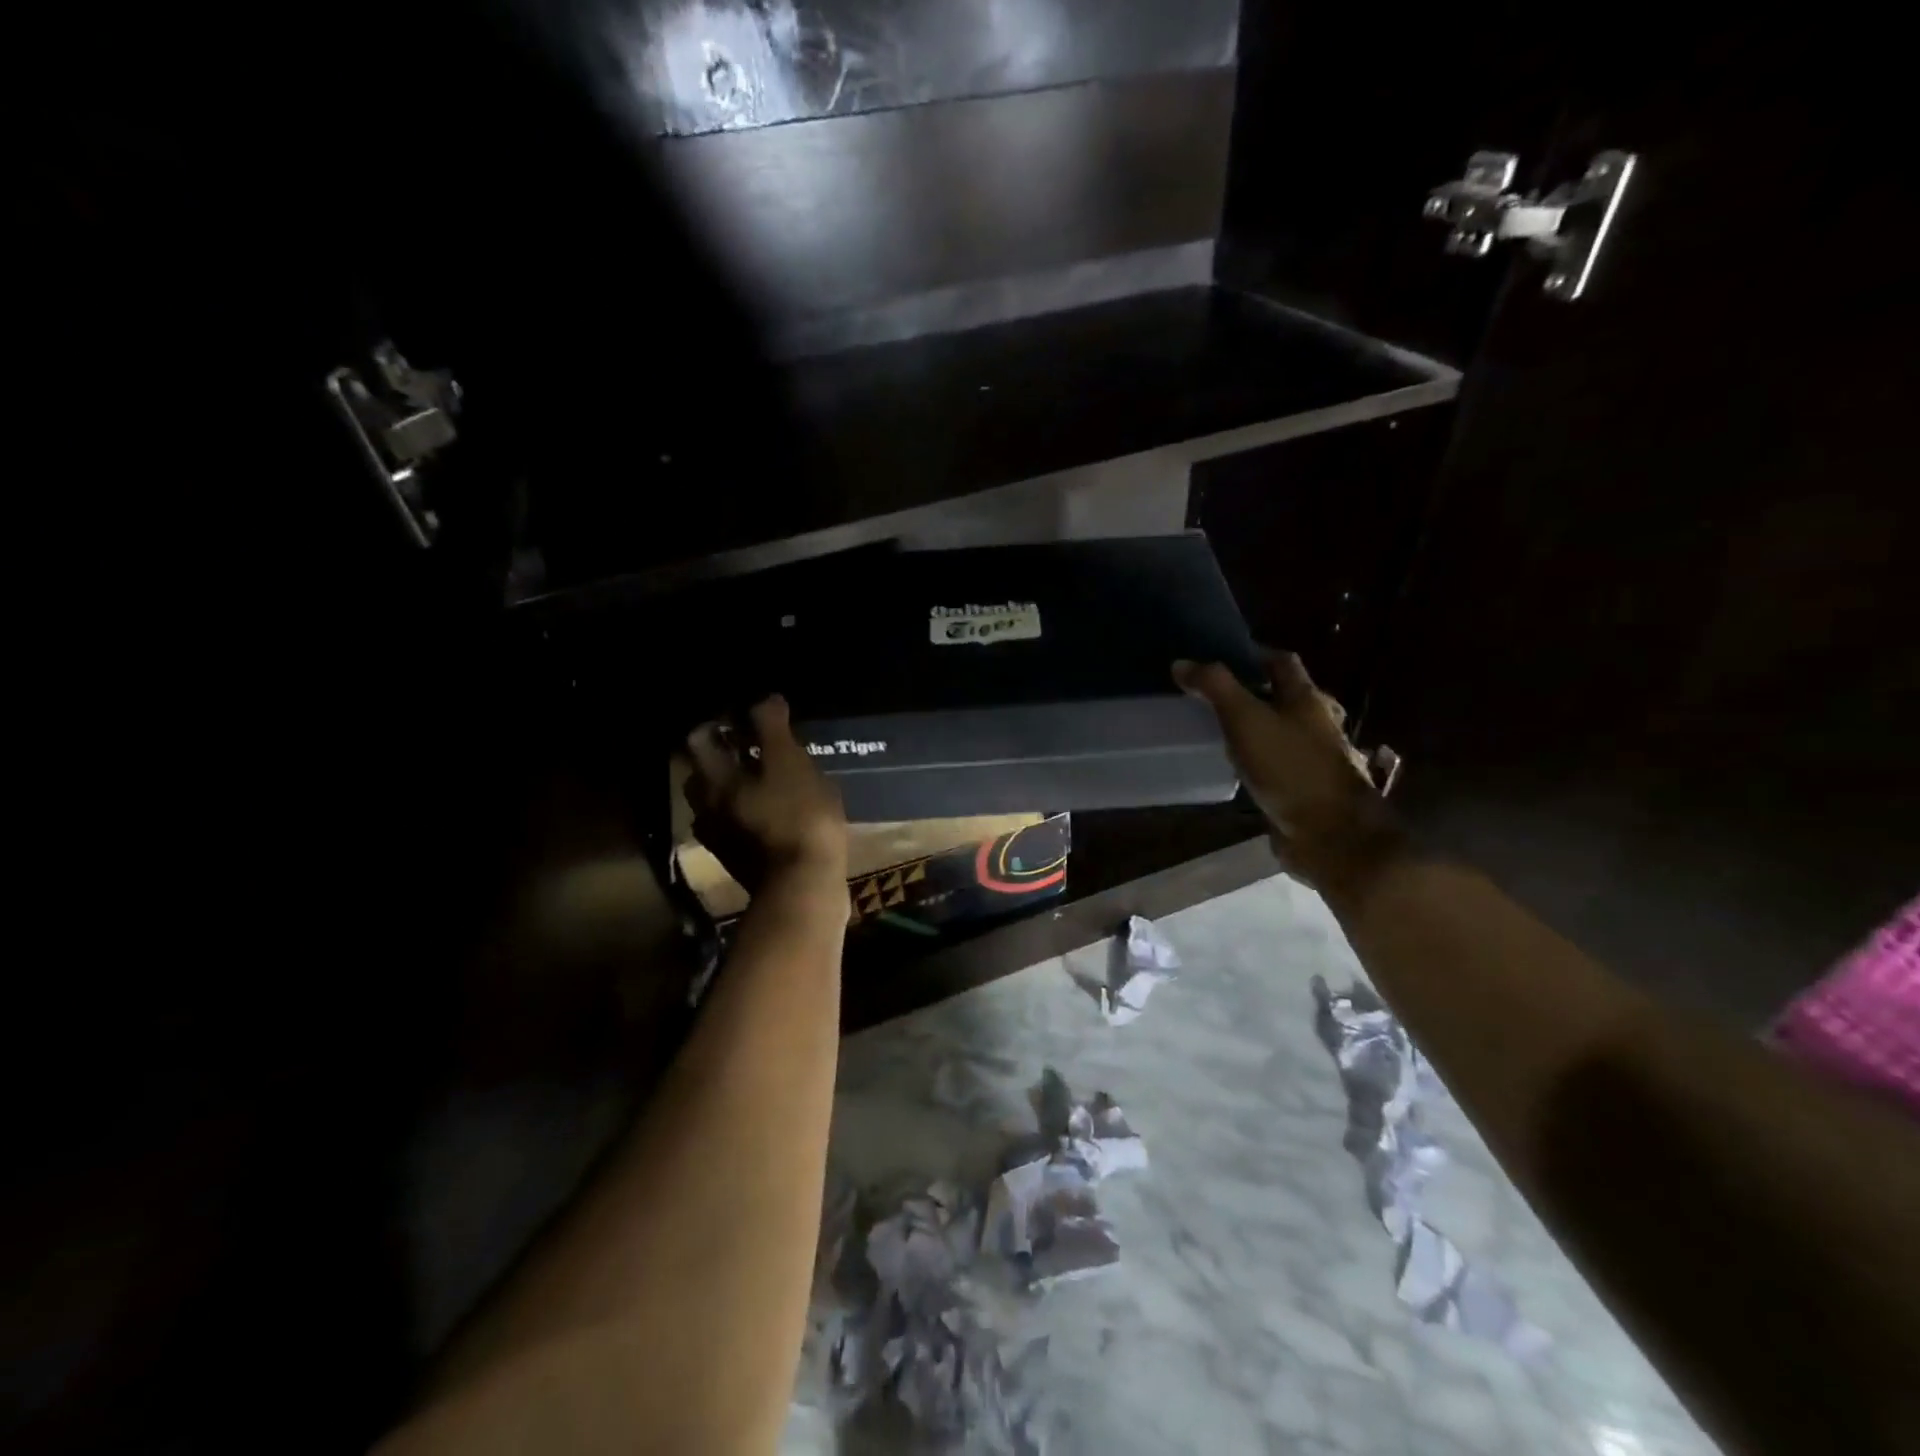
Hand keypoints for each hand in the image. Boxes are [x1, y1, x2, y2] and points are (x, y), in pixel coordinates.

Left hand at [684, 695, 848, 892]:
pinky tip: (772, 813)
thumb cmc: (797, 816)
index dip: (715, 724)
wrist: (804, 885)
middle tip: (749, 747)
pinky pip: (736, 827)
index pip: (698, 741)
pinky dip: (747, 814)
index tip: (739, 718)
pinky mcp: (740, 861)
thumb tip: (765, 699)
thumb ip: (772, 728)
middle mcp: (707, 809)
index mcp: (714, 781)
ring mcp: (722, 839)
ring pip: (717, 804)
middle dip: (719, 757)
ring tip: (763, 780)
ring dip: (732, 788)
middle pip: (701, 775)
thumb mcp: (789, 763)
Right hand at [1173, 652, 1400, 894]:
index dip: (1255, 655)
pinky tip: (1244, 770)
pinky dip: (1266, 761)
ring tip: (1226, 731)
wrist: (1330, 834)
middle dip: (1260, 693)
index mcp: (1308, 700)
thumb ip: (1215, 688)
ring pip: (1289, 732)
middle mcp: (1320, 724)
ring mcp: (1319, 759)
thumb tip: (1181, 663)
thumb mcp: (1245, 720)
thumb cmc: (1290, 768)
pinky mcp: (1310, 790)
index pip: (1282, 662)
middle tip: (1221, 696)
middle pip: (1290, 697)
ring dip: (1264, 728)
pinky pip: (1285, 765)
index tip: (1223, 657)